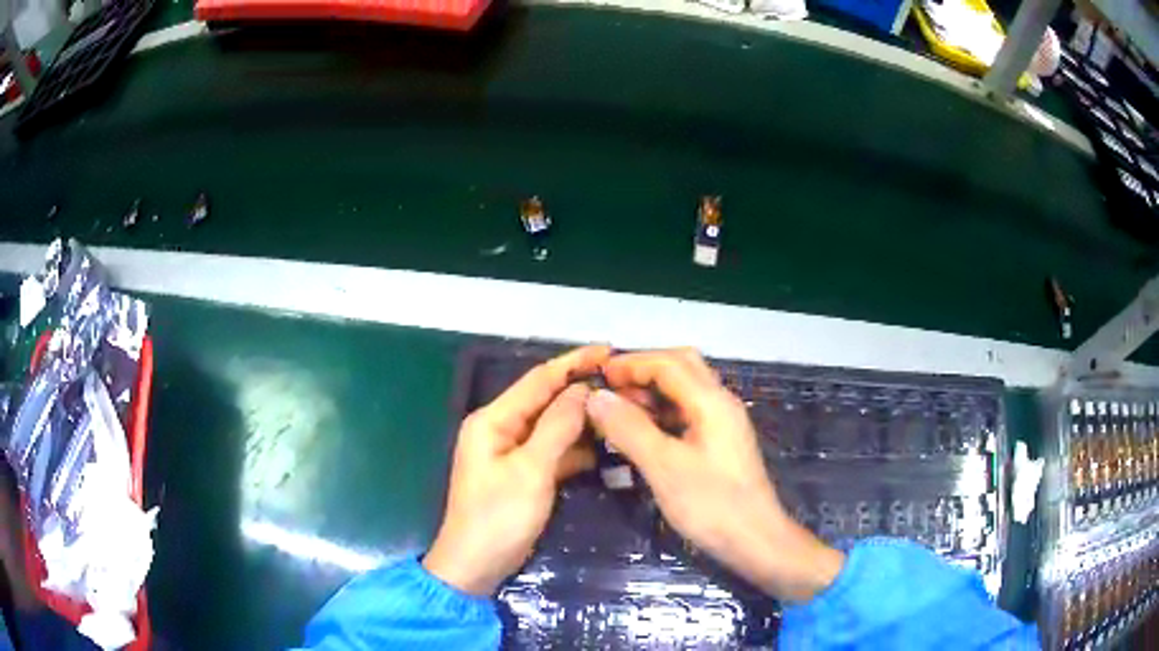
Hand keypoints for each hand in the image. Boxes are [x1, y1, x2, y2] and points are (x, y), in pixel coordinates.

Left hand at [423, 345, 611, 595]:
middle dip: (581, 391)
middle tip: (622, 383)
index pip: (538, 380)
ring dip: (581, 421)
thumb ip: (557, 427)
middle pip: (545, 400)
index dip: (573, 363)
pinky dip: (575, 449)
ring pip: (552, 426)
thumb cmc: (498, 517)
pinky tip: (603, 448)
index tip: (608, 350)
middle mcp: (499, 428)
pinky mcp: (521, 473)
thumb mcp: (531, 471)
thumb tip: (583, 391)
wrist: (475, 565)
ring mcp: (510, 452)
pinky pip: (552, 451)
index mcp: (493, 420)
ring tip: (620, 412)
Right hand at [585, 349, 843, 602]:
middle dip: (643, 370)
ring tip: (617, 409)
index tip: (597, 375)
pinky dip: (661, 412)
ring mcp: (723, 423)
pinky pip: (687, 412)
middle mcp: (721, 403)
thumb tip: (596, 397)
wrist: (755, 540)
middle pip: (681, 367)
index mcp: (711, 401)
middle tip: (609, 387)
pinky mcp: (720, 443)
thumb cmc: (711, 505)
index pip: (668, 363)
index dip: (630, 363)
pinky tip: (641, 432)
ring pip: (684, 390)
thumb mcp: (664, 467)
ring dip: (651, 391)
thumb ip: (629, 428)